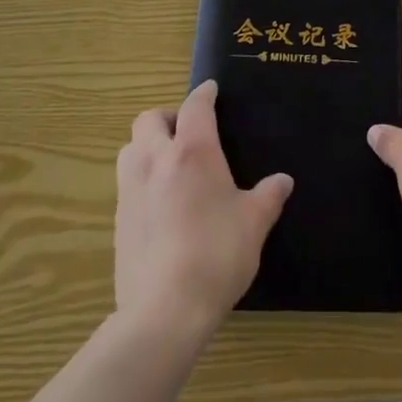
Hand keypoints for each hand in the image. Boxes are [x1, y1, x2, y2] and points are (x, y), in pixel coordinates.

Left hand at [114, 80, 292, 334]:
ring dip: (146, 145)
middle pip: (149, 119)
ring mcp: (131, 189)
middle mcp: (156, 160)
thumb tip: (283, 181)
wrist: (165, 310)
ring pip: (130, 147)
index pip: (195, 106)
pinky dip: (140, 179)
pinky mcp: (118, 220)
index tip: (211, 90)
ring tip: (168, 163)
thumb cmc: (217, 254)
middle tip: (187, 132)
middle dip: (167, 117)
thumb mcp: (254, 224)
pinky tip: (159, 203)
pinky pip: (126, 182)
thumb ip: (268, 196)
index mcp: (192, 152)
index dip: (204, 94)